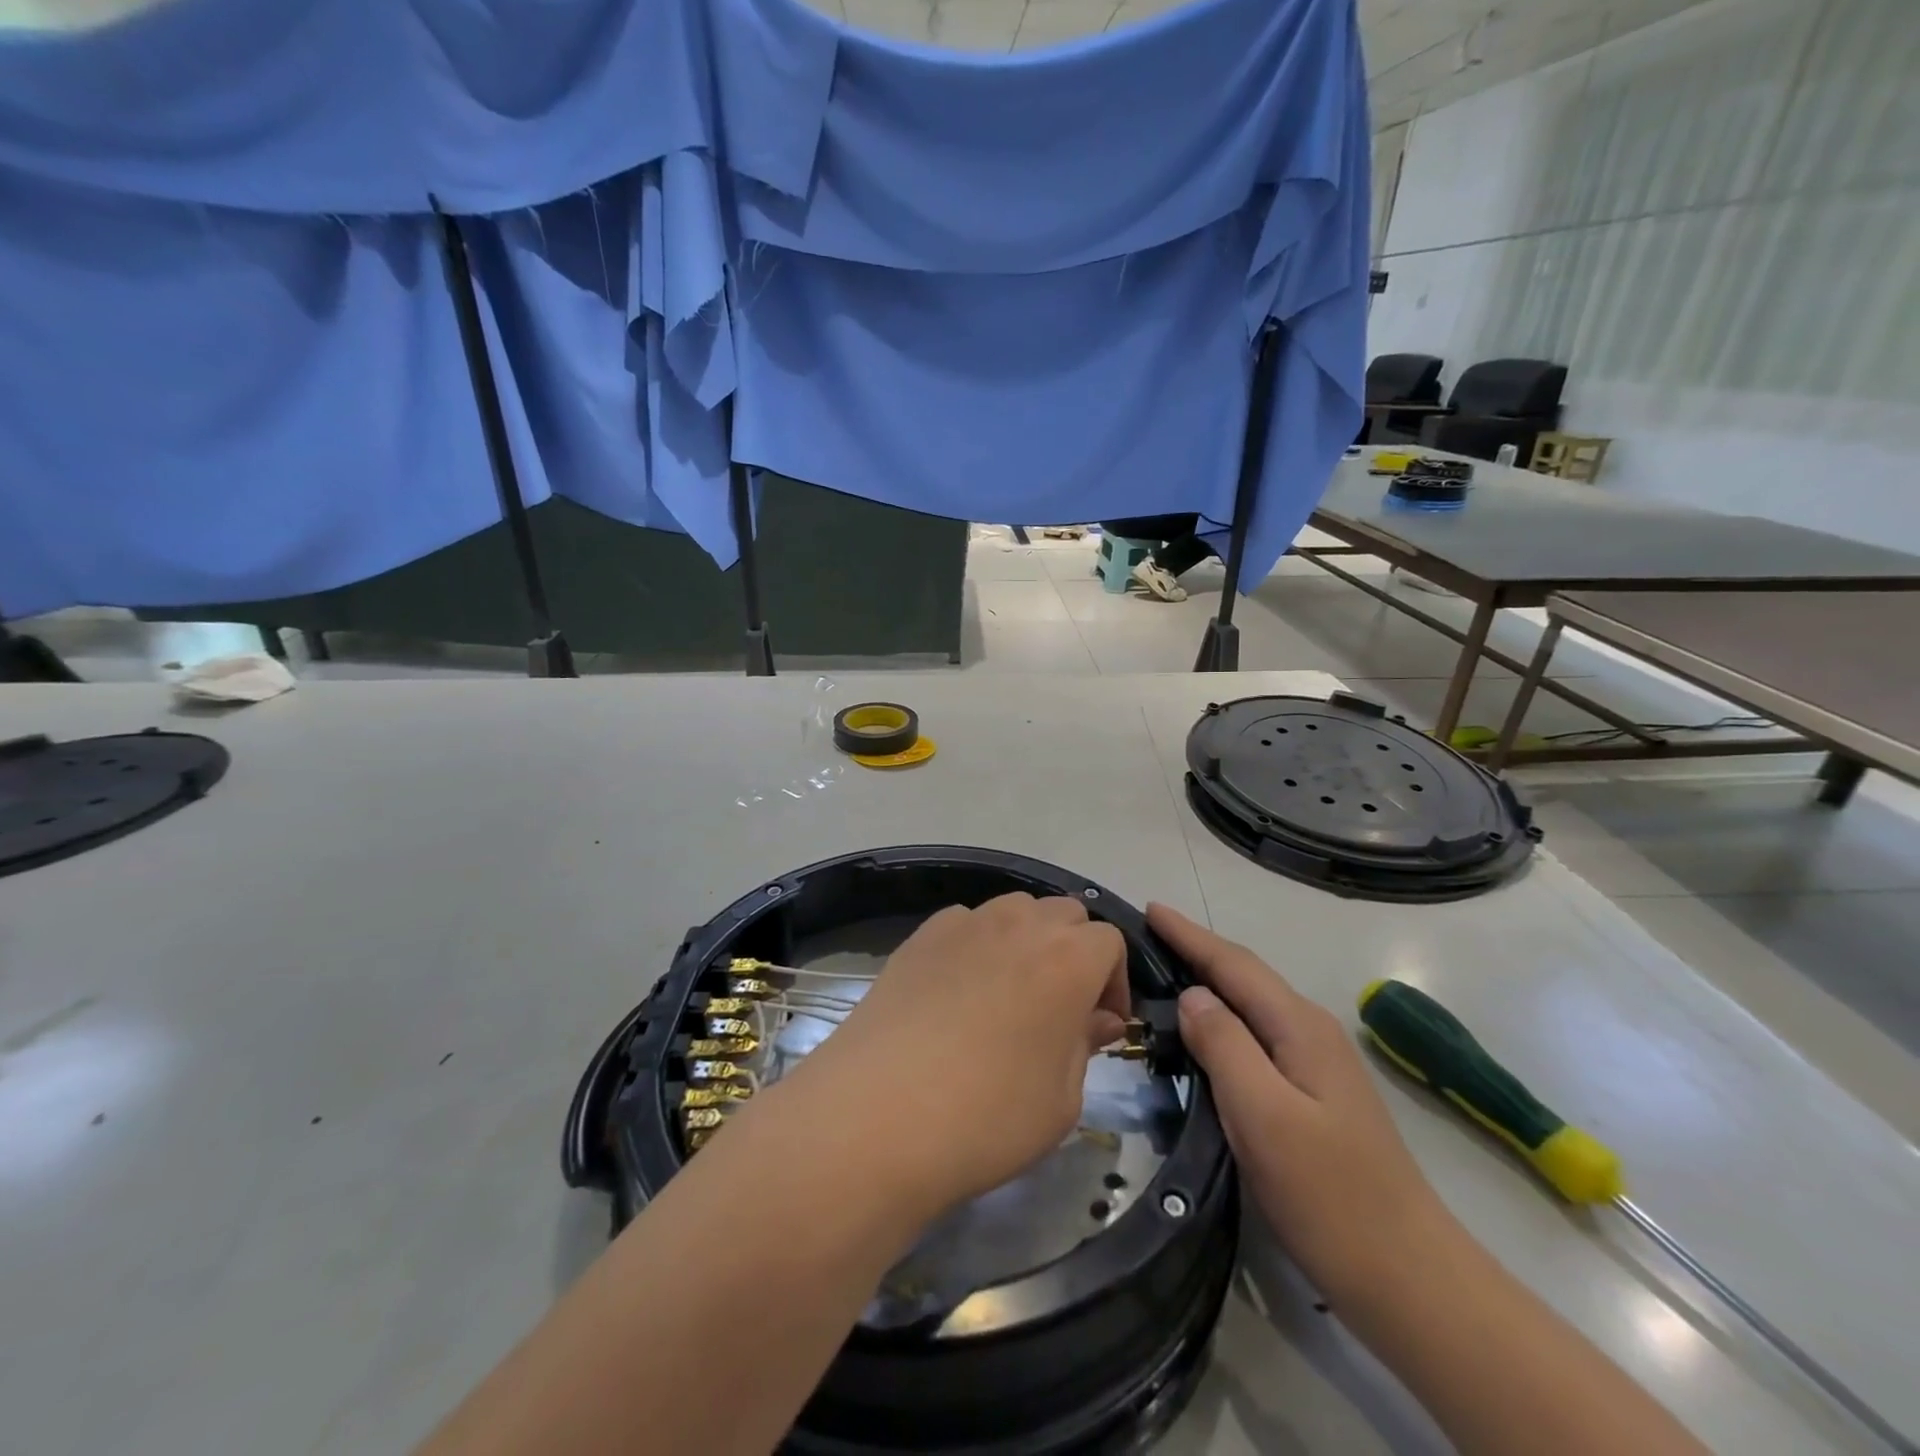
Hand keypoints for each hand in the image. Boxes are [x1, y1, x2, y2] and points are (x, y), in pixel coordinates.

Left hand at [778, 892, 1130, 1218]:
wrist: (877, 1114)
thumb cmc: (987, 1116)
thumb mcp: (1060, 1100)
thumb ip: (1084, 1045)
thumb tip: (1096, 1019)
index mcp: (1067, 959)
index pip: (1110, 942)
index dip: (1113, 981)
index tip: (1101, 1024)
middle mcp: (1019, 924)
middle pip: (1064, 914)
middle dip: (1075, 951)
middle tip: (1062, 1006)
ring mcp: (965, 923)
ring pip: (1015, 910)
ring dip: (1028, 939)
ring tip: (1012, 992)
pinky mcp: (921, 935)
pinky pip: (966, 923)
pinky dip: (979, 943)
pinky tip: (960, 991)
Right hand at [1148, 903, 1454, 1301]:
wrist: (1411, 1280)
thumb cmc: (1330, 1195)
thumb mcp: (1263, 1116)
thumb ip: (1224, 1045)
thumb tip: (1192, 995)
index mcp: (1299, 1027)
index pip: (1234, 964)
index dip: (1190, 935)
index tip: (1150, 908)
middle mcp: (1311, 1032)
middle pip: (1245, 976)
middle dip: (1197, 950)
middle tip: (1147, 936)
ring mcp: (1317, 1065)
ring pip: (1251, 1006)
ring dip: (1209, 981)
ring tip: (1165, 971)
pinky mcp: (1314, 1095)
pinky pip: (1257, 1036)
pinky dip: (1223, 1019)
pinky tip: (1204, 1033)